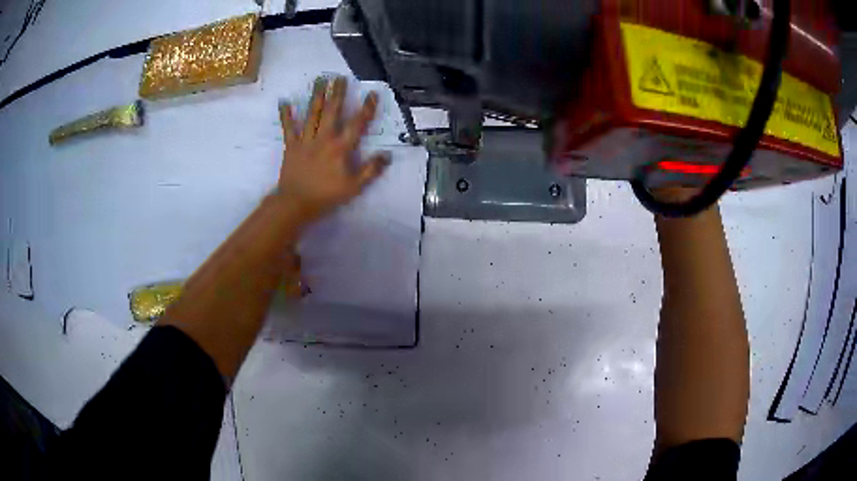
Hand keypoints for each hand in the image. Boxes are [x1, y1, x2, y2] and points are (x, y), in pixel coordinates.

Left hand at [277, 77, 389, 224]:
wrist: (295, 203)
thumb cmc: (326, 195)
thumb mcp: (354, 187)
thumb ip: (371, 170)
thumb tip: (388, 155)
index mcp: (340, 148)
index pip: (357, 124)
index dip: (366, 108)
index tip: (372, 93)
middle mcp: (324, 138)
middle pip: (332, 111)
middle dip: (337, 93)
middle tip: (340, 77)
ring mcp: (305, 140)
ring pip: (312, 113)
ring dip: (316, 95)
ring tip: (320, 79)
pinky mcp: (291, 145)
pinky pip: (288, 128)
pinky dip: (285, 115)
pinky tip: (284, 101)